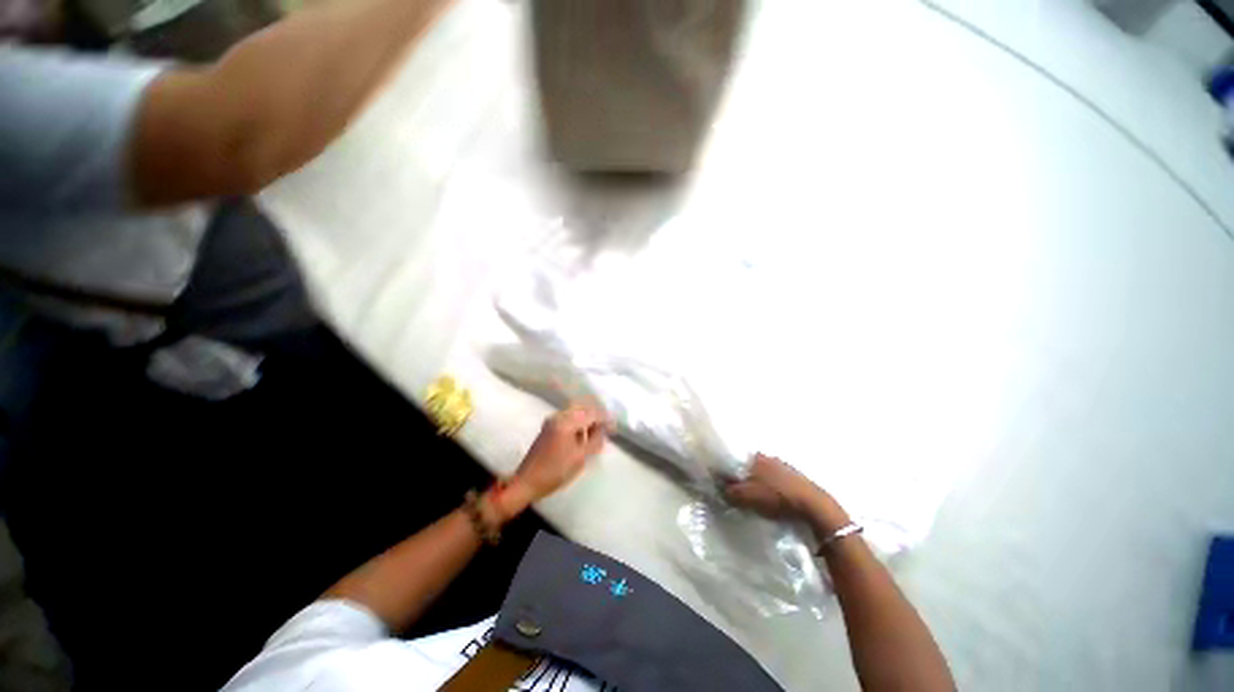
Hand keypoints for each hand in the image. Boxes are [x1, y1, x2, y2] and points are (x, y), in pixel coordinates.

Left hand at [508, 402, 609, 505]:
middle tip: (607, 429)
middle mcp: (559, 416)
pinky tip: (584, 435)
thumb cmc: (555, 471)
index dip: (605, 419)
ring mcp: (552, 421)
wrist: (526, 482)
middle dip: (597, 417)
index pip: (591, 413)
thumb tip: (604, 429)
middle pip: (583, 409)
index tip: (614, 427)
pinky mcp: (549, 428)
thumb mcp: (580, 457)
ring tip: (597, 433)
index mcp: (566, 421)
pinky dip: (579, 424)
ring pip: (576, 413)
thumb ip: (594, 440)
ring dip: (588, 420)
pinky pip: (569, 419)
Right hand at [725, 453, 847, 530]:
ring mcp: (785, 466)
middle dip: (745, 477)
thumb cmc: (775, 497)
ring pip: (765, 473)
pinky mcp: (797, 477)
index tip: (726, 484)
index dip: (729, 472)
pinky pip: (778, 481)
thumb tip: (721, 488)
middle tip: (741, 493)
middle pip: (750, 467)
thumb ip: (730, 491)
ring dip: (760, 483)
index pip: (735, 461)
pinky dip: (773, 488)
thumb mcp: (746, 497)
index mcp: (755, 457)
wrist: (813, 506)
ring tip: (757, 499)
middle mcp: (769, 457)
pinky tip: (774, 500)